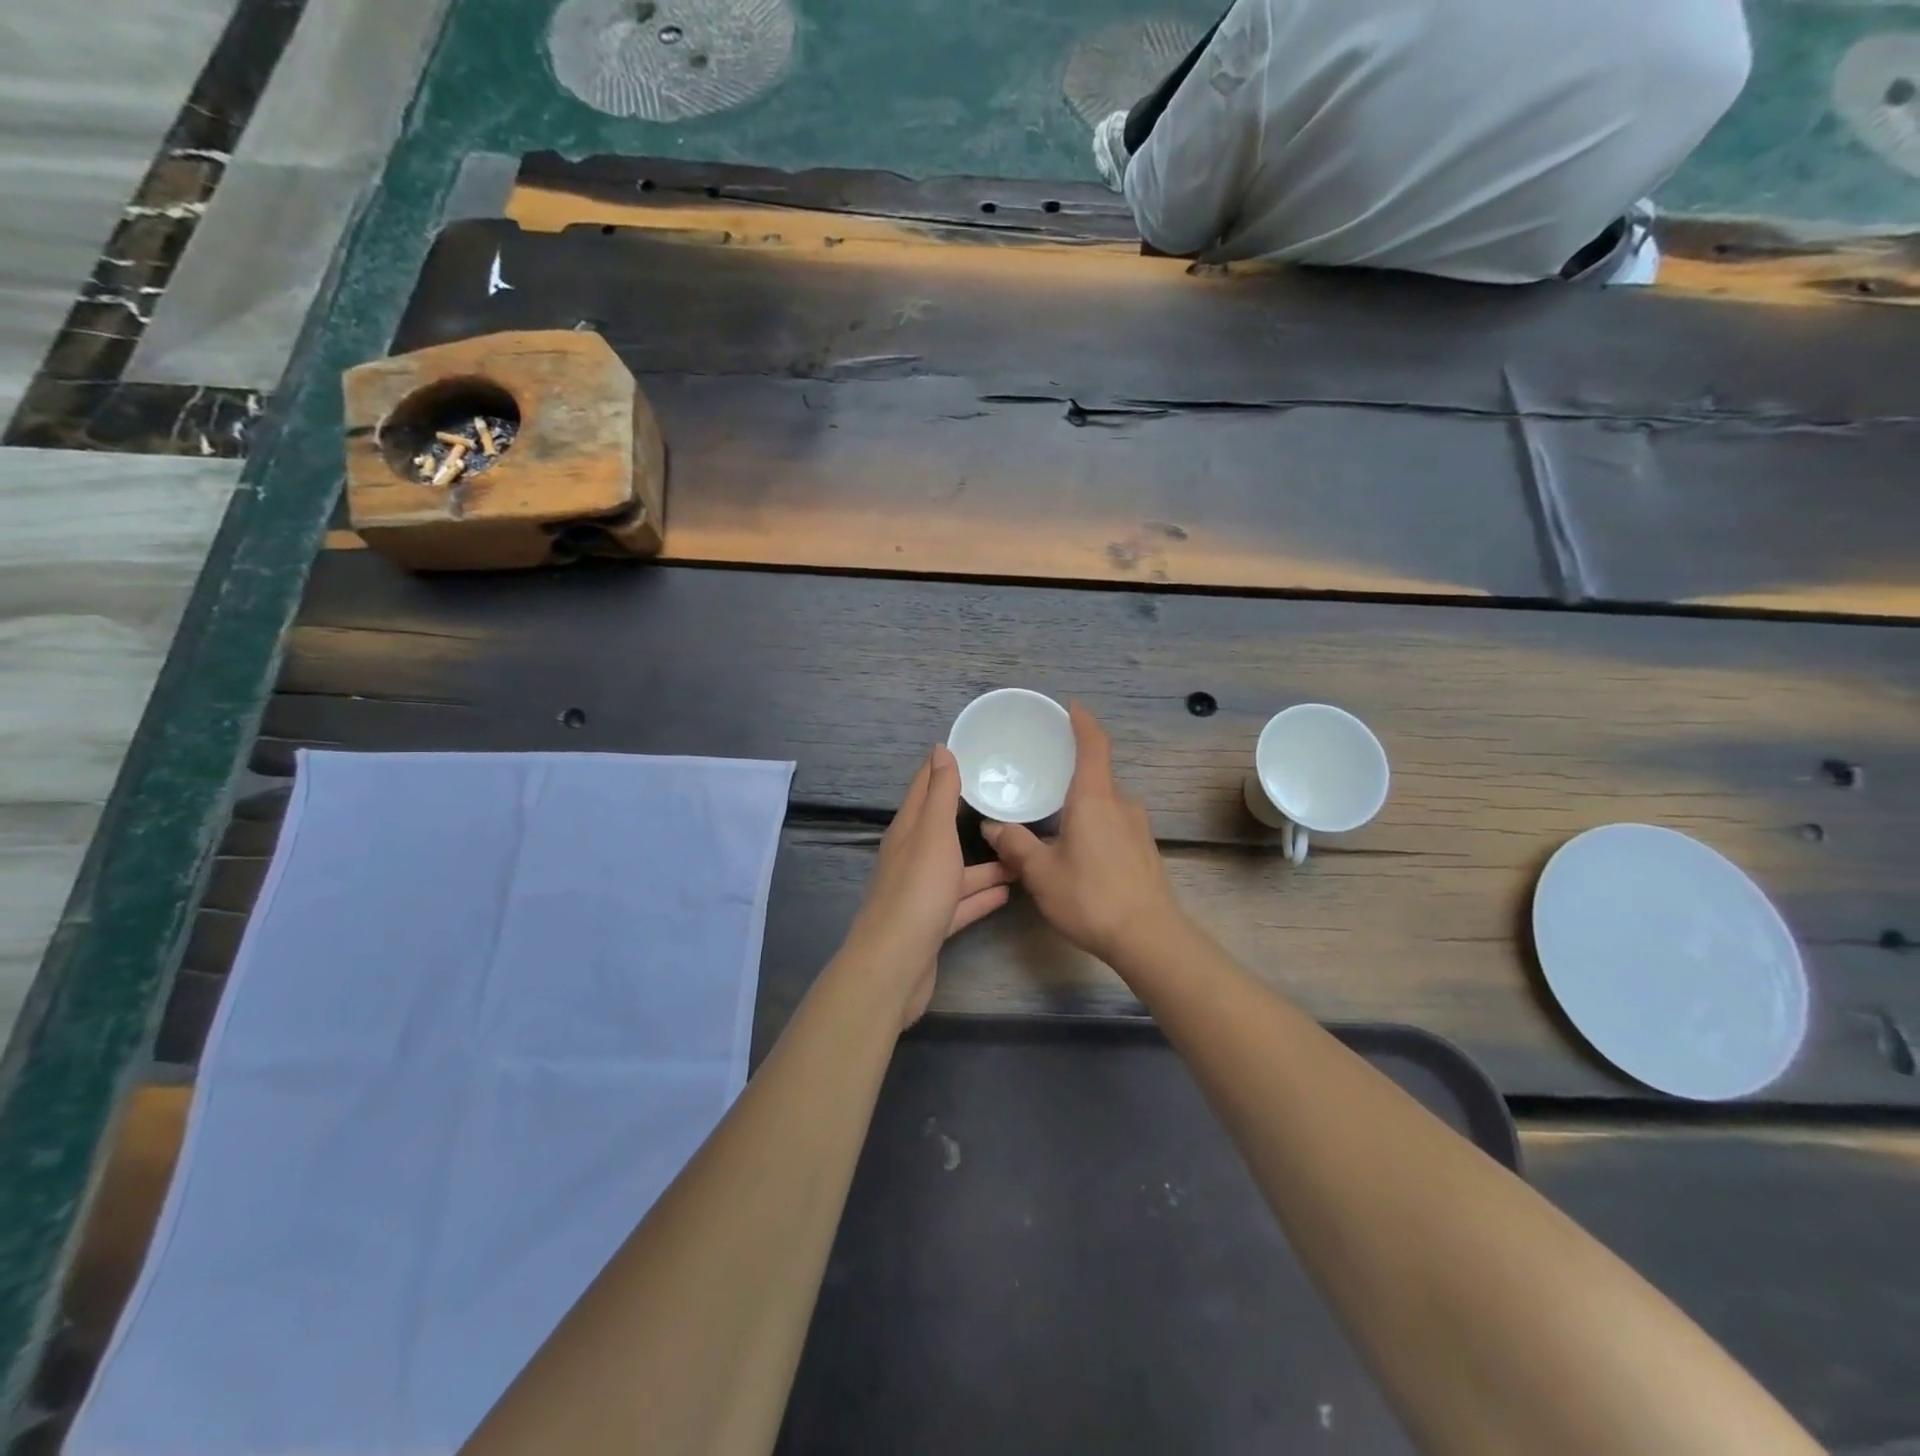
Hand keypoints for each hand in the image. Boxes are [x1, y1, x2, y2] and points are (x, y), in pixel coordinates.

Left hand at [846, 745, 1012, 1025]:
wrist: (894, 966)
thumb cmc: (916, 892)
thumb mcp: (932, 834)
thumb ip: (939, 794)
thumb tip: (939, 749)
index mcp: (907, 832)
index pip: (923, 789)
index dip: (941, 768)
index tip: (968, 749)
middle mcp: (911, 858)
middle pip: (941, 829)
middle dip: (968, 814)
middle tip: (1006, 800)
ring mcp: (922, 893)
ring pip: (957, 869)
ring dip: (985, 862)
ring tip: (1021, 852)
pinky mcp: (932, 925)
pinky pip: (962, 903)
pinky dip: (982, 895)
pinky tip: (1008, 891)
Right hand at [982, 703, 1183, 963]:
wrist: (1148, 937)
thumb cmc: (1090, 897)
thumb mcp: (1041, 873)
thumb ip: (1016, 845)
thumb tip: (992, 826)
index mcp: (1094, 799)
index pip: (1094, 745)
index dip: (1083, 722)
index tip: (1072, 706)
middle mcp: (1121, 804)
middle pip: (1097, 776)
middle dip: (1072, 774)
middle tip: (1044, 780)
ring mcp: (1138, 827)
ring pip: (1106, 804)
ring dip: (1083, 806)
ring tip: (1056, 822)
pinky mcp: (1146, 849)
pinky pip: (1116, 824)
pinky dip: (1096, 825)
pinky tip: (1080, 851)